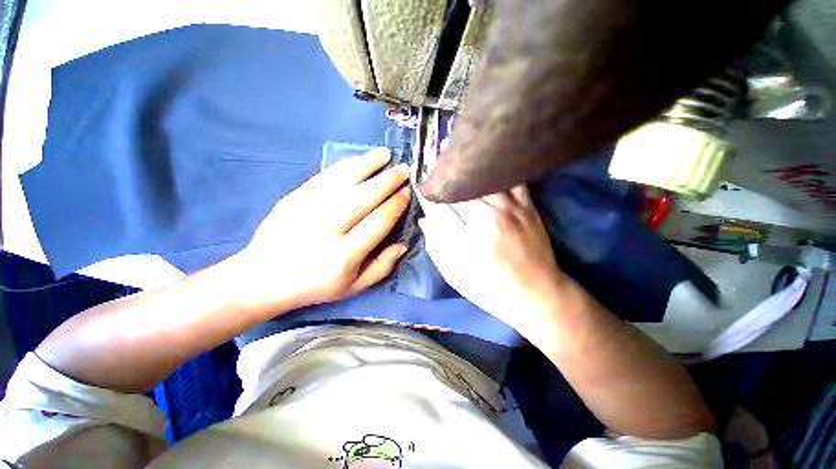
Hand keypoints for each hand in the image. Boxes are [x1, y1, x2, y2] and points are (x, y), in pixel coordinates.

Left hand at [232, 148, 410, 313]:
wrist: (263, 277)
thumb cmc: (315, 285)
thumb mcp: (354, 286)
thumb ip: (382, 267)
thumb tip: (403, 244)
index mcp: (345, 254)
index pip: (379, 221)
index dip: (397, 203)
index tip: (408, 192)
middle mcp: (328, 227)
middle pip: (365, 196)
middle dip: (389, 180)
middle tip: (404, 170)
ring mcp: (308, 208)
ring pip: (345, 179)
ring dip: (369, 164)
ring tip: (386, 155)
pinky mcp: (295, 197)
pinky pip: (326, 176)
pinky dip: (346, 165)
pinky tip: (360, 160)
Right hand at [417, 185, 565, 334]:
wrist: (536, 293)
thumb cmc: (489, 289)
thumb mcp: (455, 275)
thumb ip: (435, 246)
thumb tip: (424, 219)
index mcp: (467, 240)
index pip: (439, 207)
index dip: (427, 195)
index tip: (420, 188)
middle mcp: (488, 219)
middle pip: (458, 189)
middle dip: (442, 181)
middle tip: (433, 173)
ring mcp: (511, 209)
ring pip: (481, 179)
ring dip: (464, 172)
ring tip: (453, 164)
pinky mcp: (528, 206)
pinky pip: (509, 179)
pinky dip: (493, 172)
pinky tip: (483, 170)